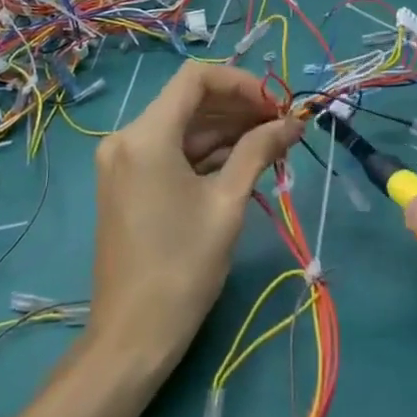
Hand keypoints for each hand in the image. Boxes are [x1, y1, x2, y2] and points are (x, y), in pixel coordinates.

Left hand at [87, 62, 301, 378]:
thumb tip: (292, 124)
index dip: (240, 83)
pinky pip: (170, 150)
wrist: (132, 338)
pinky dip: (205, 151)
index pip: (196, 78)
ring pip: (182, 125)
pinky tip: (242, 160)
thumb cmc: (182, 268)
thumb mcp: (227, 204)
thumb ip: (258, 151)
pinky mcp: (127, 181)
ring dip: (225, 129)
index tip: (274, 105)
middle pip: (189, 100)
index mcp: (146, 136)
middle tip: (280, 126)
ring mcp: (123, 160)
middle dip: (237, 107)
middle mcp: (127, 137)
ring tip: (271, 143)